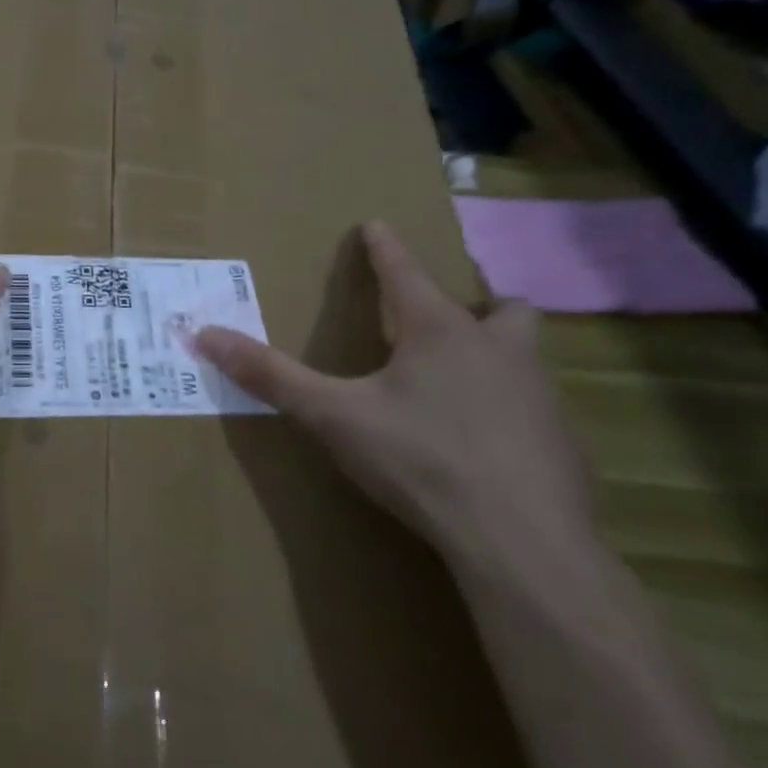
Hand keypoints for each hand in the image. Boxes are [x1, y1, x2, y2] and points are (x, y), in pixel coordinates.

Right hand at [196, 221, 594, 574]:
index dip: (385, 248)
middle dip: (476, 303)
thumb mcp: (332, 416)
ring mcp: (541, 397)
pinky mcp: (564, 445)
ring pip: (525, 356)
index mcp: (440, 333)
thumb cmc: (420, 459)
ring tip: (461, 381)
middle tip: (446, 320)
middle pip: (502, 307)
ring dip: (496, 354)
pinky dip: (510, 409)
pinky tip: (484, 443)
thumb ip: (271, 376)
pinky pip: (537, 408)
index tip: (376, 224)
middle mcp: (499, 351)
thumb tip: (204, 335)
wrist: (522, 543)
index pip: (406, 272)